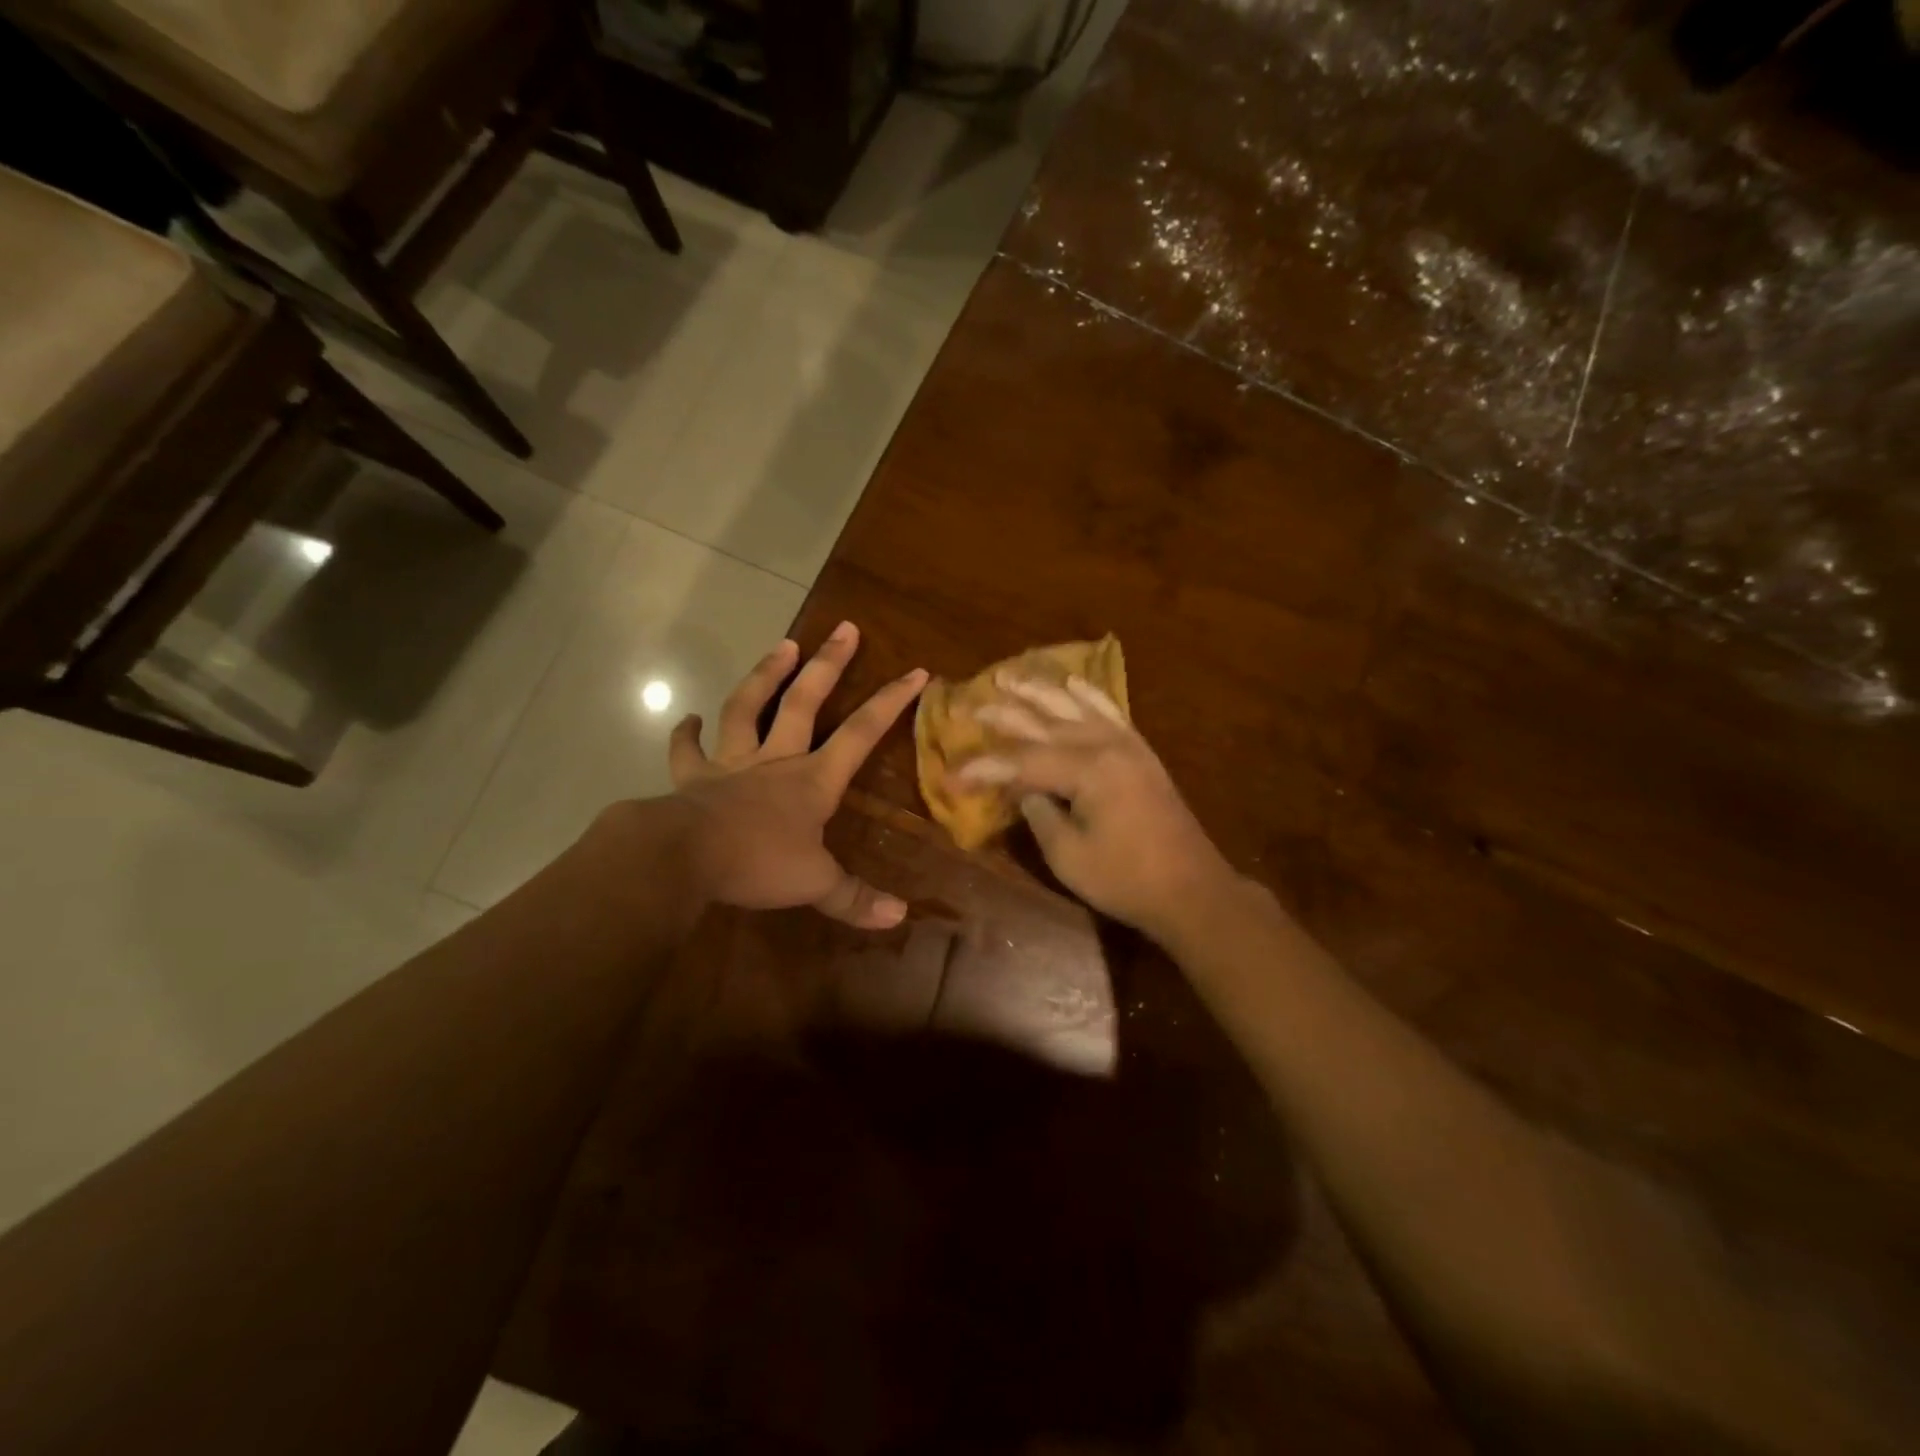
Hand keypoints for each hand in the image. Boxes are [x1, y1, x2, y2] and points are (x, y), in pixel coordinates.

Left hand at [667, 622, 926, 928]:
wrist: (684, 857)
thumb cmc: (757, 863)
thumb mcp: (815, 884)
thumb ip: (855, 898)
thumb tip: (900, 917)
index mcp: (812, 779)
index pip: (862, 733)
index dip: (891, 702)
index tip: (916, 672)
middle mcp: (776, 759)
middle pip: (805, 701)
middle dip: (829, 664)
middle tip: (845, 628)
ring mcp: (732, 763)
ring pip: (748, 708)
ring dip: (765, 675)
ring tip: (783, 644)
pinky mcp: (694, 777)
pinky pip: (688, 750)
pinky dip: (686, 733)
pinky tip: (687, 717)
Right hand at [951, 675, 1233, 935]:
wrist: (1191, 889)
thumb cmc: (1126, 879)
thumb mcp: (1068, 856)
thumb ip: (1040, 815)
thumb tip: (1024, 790)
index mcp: (1087, 771)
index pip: (1022, 763)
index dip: (983, 769)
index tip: (951, 775)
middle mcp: (1105, 746)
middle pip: (1044, 724)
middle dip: (1003, 715)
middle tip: (968, 705)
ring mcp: (1126, 745)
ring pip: (1074, 708)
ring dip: (1039, 691)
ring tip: (1009, 676)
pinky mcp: (1140, 752)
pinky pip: (1110, 712)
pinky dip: (1089, 695)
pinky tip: (1072, 682)